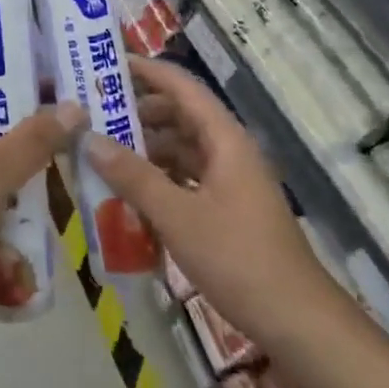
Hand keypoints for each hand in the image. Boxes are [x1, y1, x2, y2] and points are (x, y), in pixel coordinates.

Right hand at [83, 56, 329, 344]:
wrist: (298, 322)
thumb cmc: (238, 258)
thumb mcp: (177, 216)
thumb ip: (133, 176)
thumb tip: (90, 139)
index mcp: (224, 139)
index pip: (182, 86)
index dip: (147, 71)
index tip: (107, 65)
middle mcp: (229, 151)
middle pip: (180, 115)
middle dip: (139, 111)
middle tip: (95, 114)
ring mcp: (231, 181)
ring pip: (183, 148)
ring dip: (147, 147)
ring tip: (104, 152)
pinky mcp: (229, 209)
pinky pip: (188, 177)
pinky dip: (160, 177)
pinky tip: (131, 192)